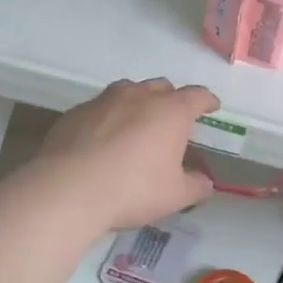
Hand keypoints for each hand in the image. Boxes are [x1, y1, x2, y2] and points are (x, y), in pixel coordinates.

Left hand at [32, 79, 218, 229]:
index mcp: (171, 111)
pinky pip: (99, 108)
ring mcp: (104, 101)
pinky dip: (108, 118)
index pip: (197, 96)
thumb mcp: (175, 196)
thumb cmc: (134, 189)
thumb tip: (205, 183)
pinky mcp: (75, 113)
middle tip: (172, 119)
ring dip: (137, 103)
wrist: (70, 188)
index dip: (207, 101)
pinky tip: (103, 140)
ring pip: (127, 91)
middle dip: (171, 99)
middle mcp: (139, 96)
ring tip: (136, 124)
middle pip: (161, 87)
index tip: (212, 106)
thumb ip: (195, 186)